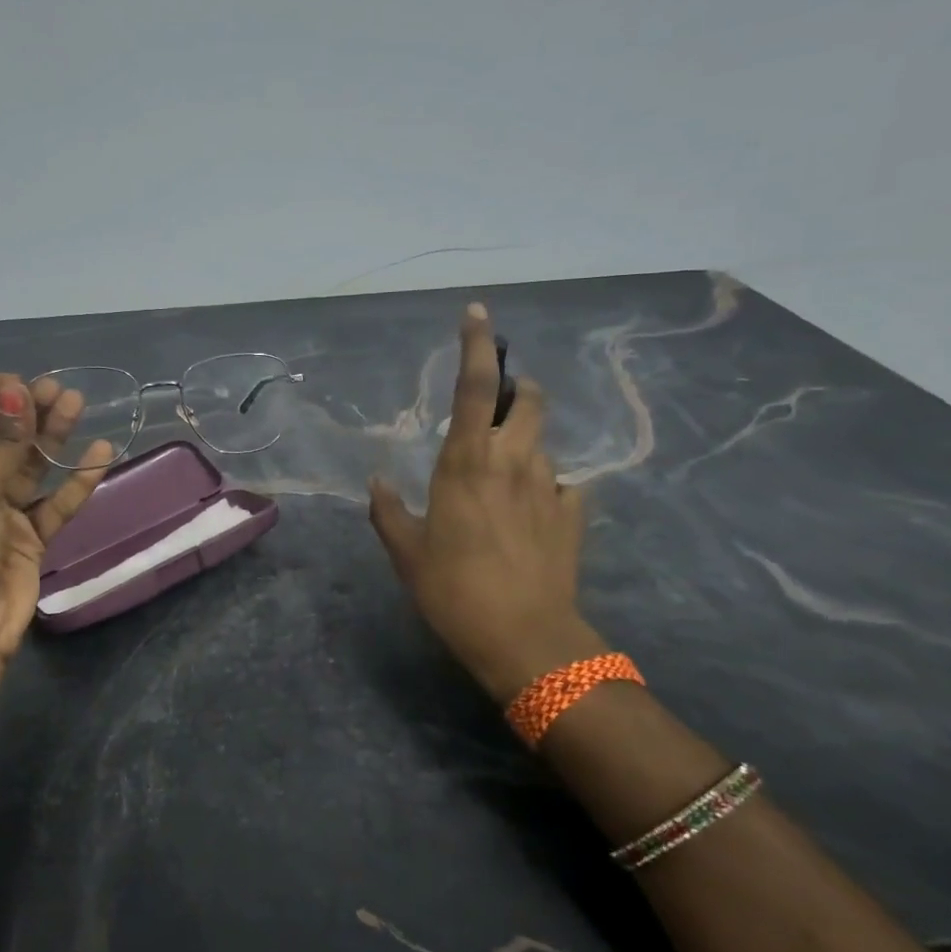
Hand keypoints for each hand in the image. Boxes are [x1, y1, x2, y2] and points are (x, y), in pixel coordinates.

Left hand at [0, 375, 112, 669]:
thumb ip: (0, 444)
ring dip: (52, 437)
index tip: (23, 382)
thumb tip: (19, 390)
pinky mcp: (30, 535)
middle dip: (27, 414)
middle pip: (0, 440)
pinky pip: (55, 501)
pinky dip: (76, 480)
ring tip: (76, 404)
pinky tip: (100, 454)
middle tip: (58, 390)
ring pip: (30, 466)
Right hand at [368, 303, 607, 703]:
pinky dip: (543, 485)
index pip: (475, 386)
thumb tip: (378, 482)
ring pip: (542, 442)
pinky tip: (529, 511)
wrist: (525, 639)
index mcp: (467, 462)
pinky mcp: (572, 515)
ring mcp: (549, 487)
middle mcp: (513, 462)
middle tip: (498, 403)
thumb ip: (388, 511)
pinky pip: (560, 484)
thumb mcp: (407, 553)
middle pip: (528, 400)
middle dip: (517, 389)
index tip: (477, 312)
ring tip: (502, 472)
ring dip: (524, 440)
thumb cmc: (454, 590)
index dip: (477, 345)